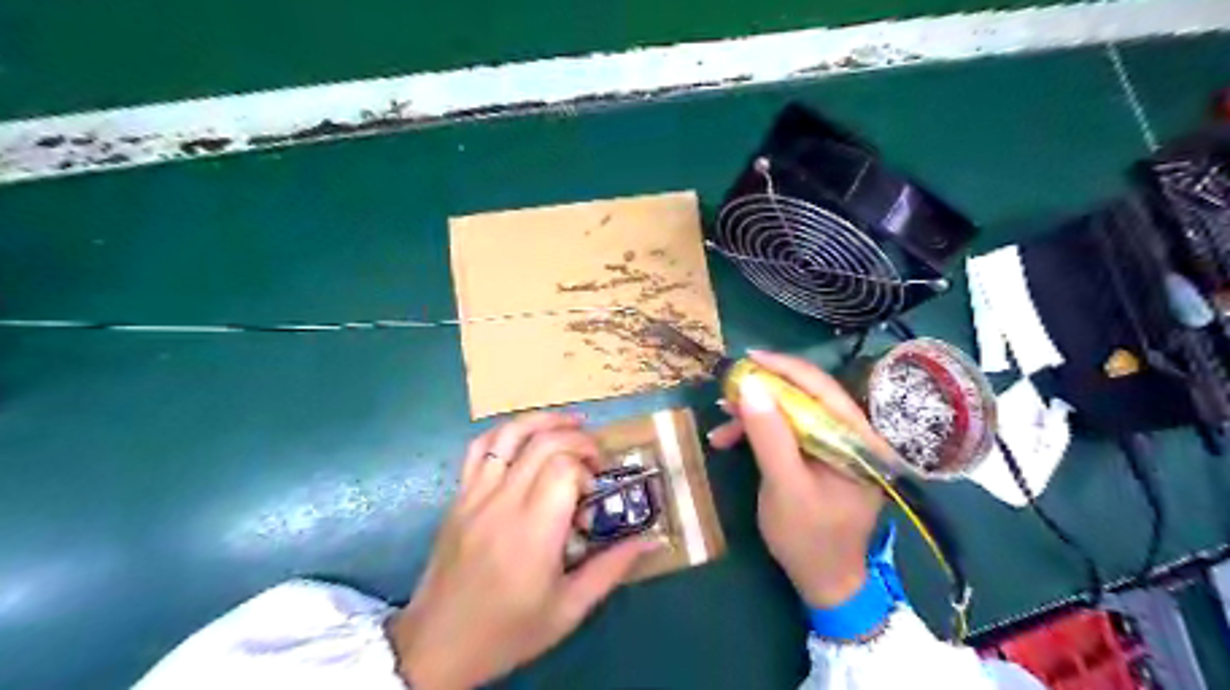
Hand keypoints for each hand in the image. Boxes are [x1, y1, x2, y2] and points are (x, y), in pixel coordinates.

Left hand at [388, 412, 658, 686]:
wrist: (437, 646)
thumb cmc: (508, 631)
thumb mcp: (568, 610)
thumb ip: (612, 569)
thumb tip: (652, 539)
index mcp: (533, 532)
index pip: (563, 468)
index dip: (588, 468)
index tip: (596, 490)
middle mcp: (503, 503)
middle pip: (543, 443)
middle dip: (578, 439)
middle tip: (595, 458)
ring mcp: (475, 495)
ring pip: (509, 434)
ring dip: (544, 420)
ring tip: (571, 422)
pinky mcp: (458, 497)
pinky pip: (480, 448)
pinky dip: (506, 432)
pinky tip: (526, 437)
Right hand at [706, 353, 890, 605]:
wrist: (822, 579)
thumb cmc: (809, 537)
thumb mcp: (785, 486)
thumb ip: (770, 436)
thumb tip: (750, 385)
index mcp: (859, 440)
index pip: (823, 389)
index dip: (785, 368)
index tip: (748, 358)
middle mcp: (852, 435)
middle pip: (806, 396)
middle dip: (762, 393)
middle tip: (726, 392)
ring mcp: (834, 444)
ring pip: (791, 411)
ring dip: (754, 414)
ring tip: (720, 425)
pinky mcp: (817, 453)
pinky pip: (786, 429)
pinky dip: (757, 431)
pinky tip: (728, 439)